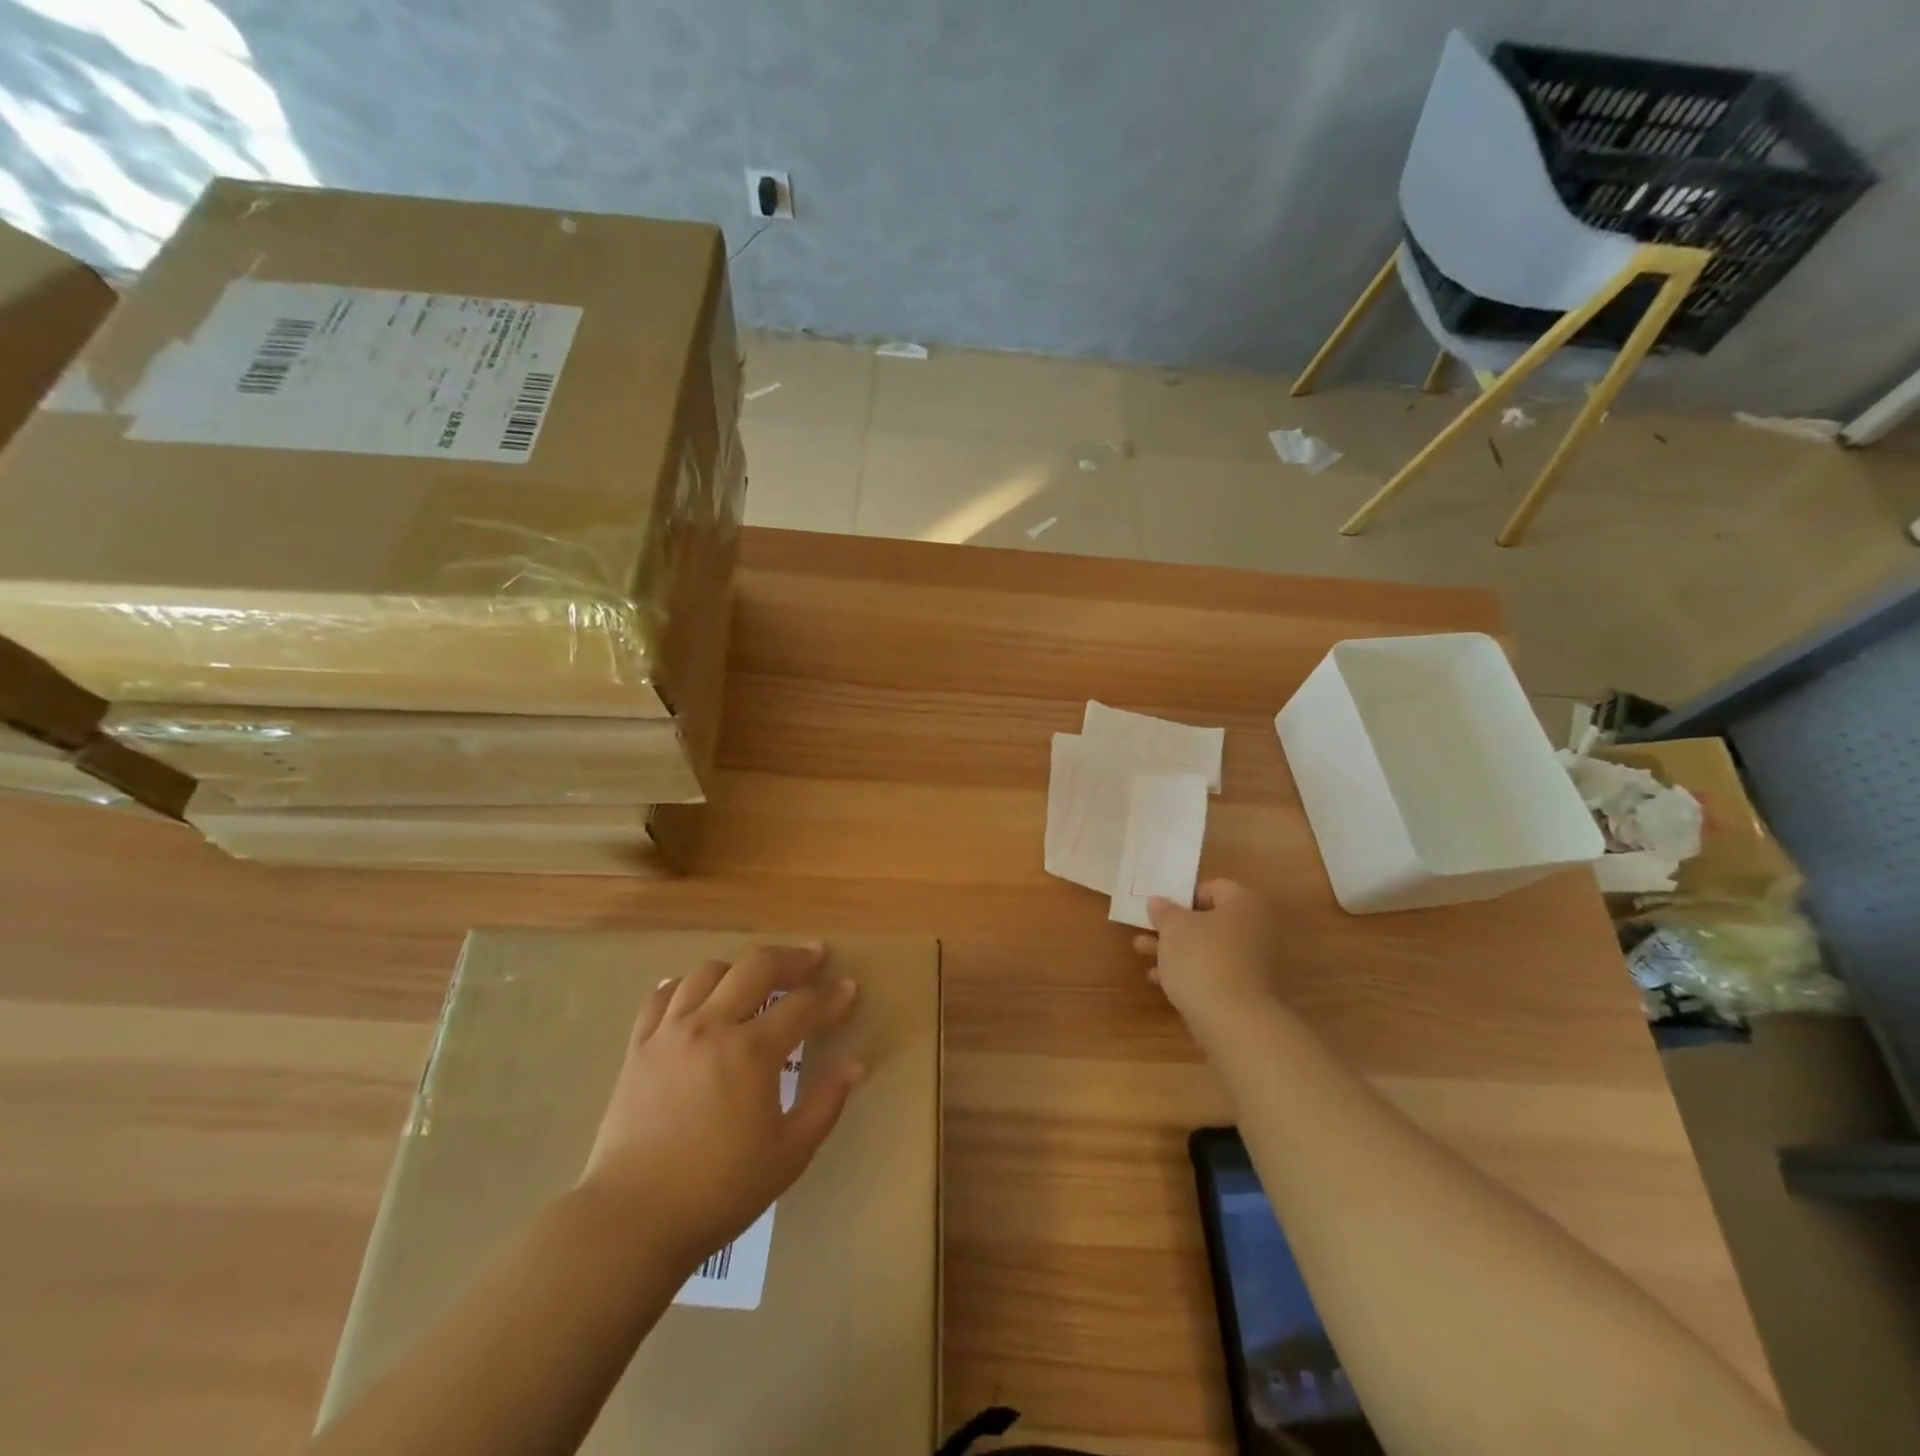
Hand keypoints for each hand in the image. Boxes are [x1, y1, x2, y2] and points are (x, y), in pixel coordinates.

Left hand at [578, 945, 861, 1269]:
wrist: (631, 1221)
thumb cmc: (719, 1191)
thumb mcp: (788, 1155)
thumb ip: (825, 1105)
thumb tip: (854, 1066)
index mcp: (752, 1052)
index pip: (803, 1006)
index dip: (832, 996)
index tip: (850, 988)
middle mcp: (711, 1026)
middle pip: (757, 967)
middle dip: (792, 958)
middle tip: (813, 959)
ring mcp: (670, 1032)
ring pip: (709, 972)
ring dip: (741, 969)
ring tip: (757, 980)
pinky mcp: (639, 1047)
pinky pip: (662, 997)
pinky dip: (686, 986)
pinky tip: (698, 995)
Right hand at [1132, 880, 1285, 1031]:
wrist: (1233, 1020)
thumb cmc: (1202, 958)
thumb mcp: (1173, 927)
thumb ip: (1163, 911)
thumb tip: (1158, 901)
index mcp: (1244, 904)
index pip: (1213, 887)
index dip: (1184, 896)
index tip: (1161, 910)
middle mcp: (1255, 928)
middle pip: (1208, 919)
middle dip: (1173, 926)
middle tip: (1147, 929)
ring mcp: (1253, 961)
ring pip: (1207, 946)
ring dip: (1175, 948)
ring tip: (1142, 952)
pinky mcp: (1245, 989)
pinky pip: (1212, 970)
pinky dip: (1188, 971)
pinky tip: (1159, 979)